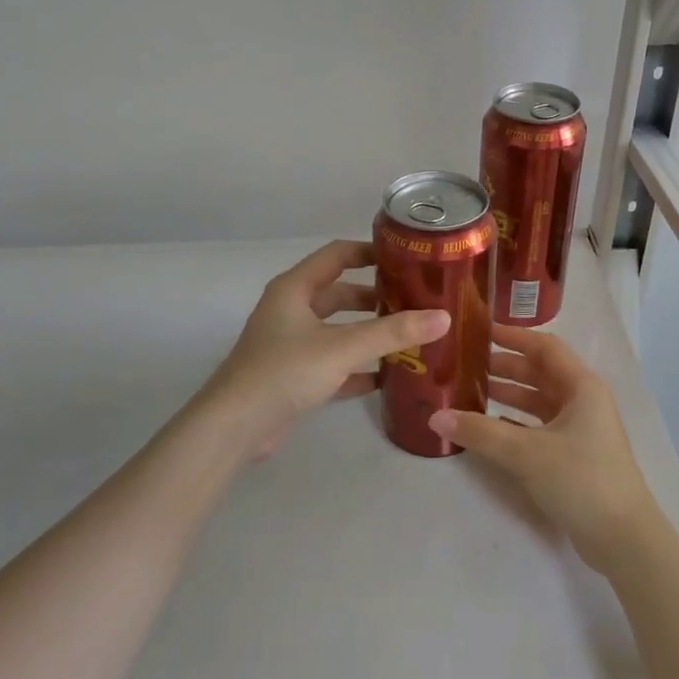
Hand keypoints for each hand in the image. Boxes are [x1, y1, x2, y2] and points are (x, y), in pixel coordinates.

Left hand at [204, 240, 449, 458]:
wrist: (235, 427)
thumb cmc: (284, 372)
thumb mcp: (342, 347)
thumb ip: (393, 332)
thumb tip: (443, 317)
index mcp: (295, 289)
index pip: (336, 255)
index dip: (370, 252)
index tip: (406, 258)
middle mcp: (291, 311)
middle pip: (340, 294)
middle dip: (376, 297)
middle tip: (416, 302)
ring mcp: (291, 345)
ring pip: (338, 330)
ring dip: (369, 333)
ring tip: (410, 337)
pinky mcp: (294, 377)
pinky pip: (334, 364)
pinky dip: (358, 368)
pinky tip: (387, 377)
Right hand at [428, 330, 662, 575]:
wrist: (623, 539)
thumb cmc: (581, 479)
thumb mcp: (526, 452)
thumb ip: (480, 432)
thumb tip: (435, 417)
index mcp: (581, 387)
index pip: (545, 348)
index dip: (513, 337)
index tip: (481, 331)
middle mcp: (583, 401)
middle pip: (540, 373)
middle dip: (505, 367)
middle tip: (466, 365)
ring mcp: (580, 430)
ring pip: (538, 402)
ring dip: (508, 396)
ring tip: (469, 394)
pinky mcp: (574, 456)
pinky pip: (539, 428)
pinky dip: (514, 424)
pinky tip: (487, 429)